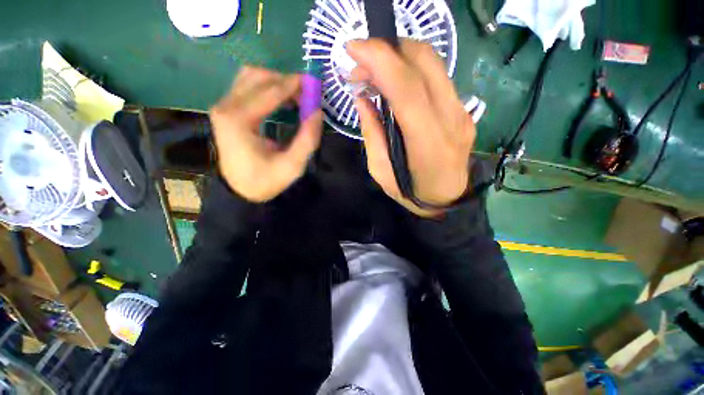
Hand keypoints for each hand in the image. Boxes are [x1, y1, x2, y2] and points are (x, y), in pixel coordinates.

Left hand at [210, 66, 322, 201]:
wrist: (240, 190)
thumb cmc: (266, 180)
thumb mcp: (293, 165)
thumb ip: (308, 138)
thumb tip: (318, 112)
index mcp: (239, 120)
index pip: (270, 92)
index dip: (294, 85)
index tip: (314, 85)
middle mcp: (226, 106)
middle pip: (258, 77)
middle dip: (286, 81)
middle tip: (307, 94)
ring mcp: (223, 106)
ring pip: (250, 77)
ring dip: (276, 82)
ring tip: (296, 97)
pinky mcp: (226, 109)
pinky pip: (246, 86)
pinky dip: (267, 87)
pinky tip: (281, 99)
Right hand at [346, 39, 475, 216]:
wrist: (448, 199)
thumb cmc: (411, 193)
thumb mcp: (381, 172)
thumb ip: (372, 134)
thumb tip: (362, 98)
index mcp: (427, 143)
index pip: (407, 88)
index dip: (380, 60)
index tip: (353, 48)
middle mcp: (450, 119)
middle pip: (424, 62)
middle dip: (387, 50)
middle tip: (361, 62)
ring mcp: (461, 111)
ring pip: (433, 63)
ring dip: (399, 56)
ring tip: (374, 71)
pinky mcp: (463, 109)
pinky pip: (437, 77)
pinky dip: (411, 69)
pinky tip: (395, 81)